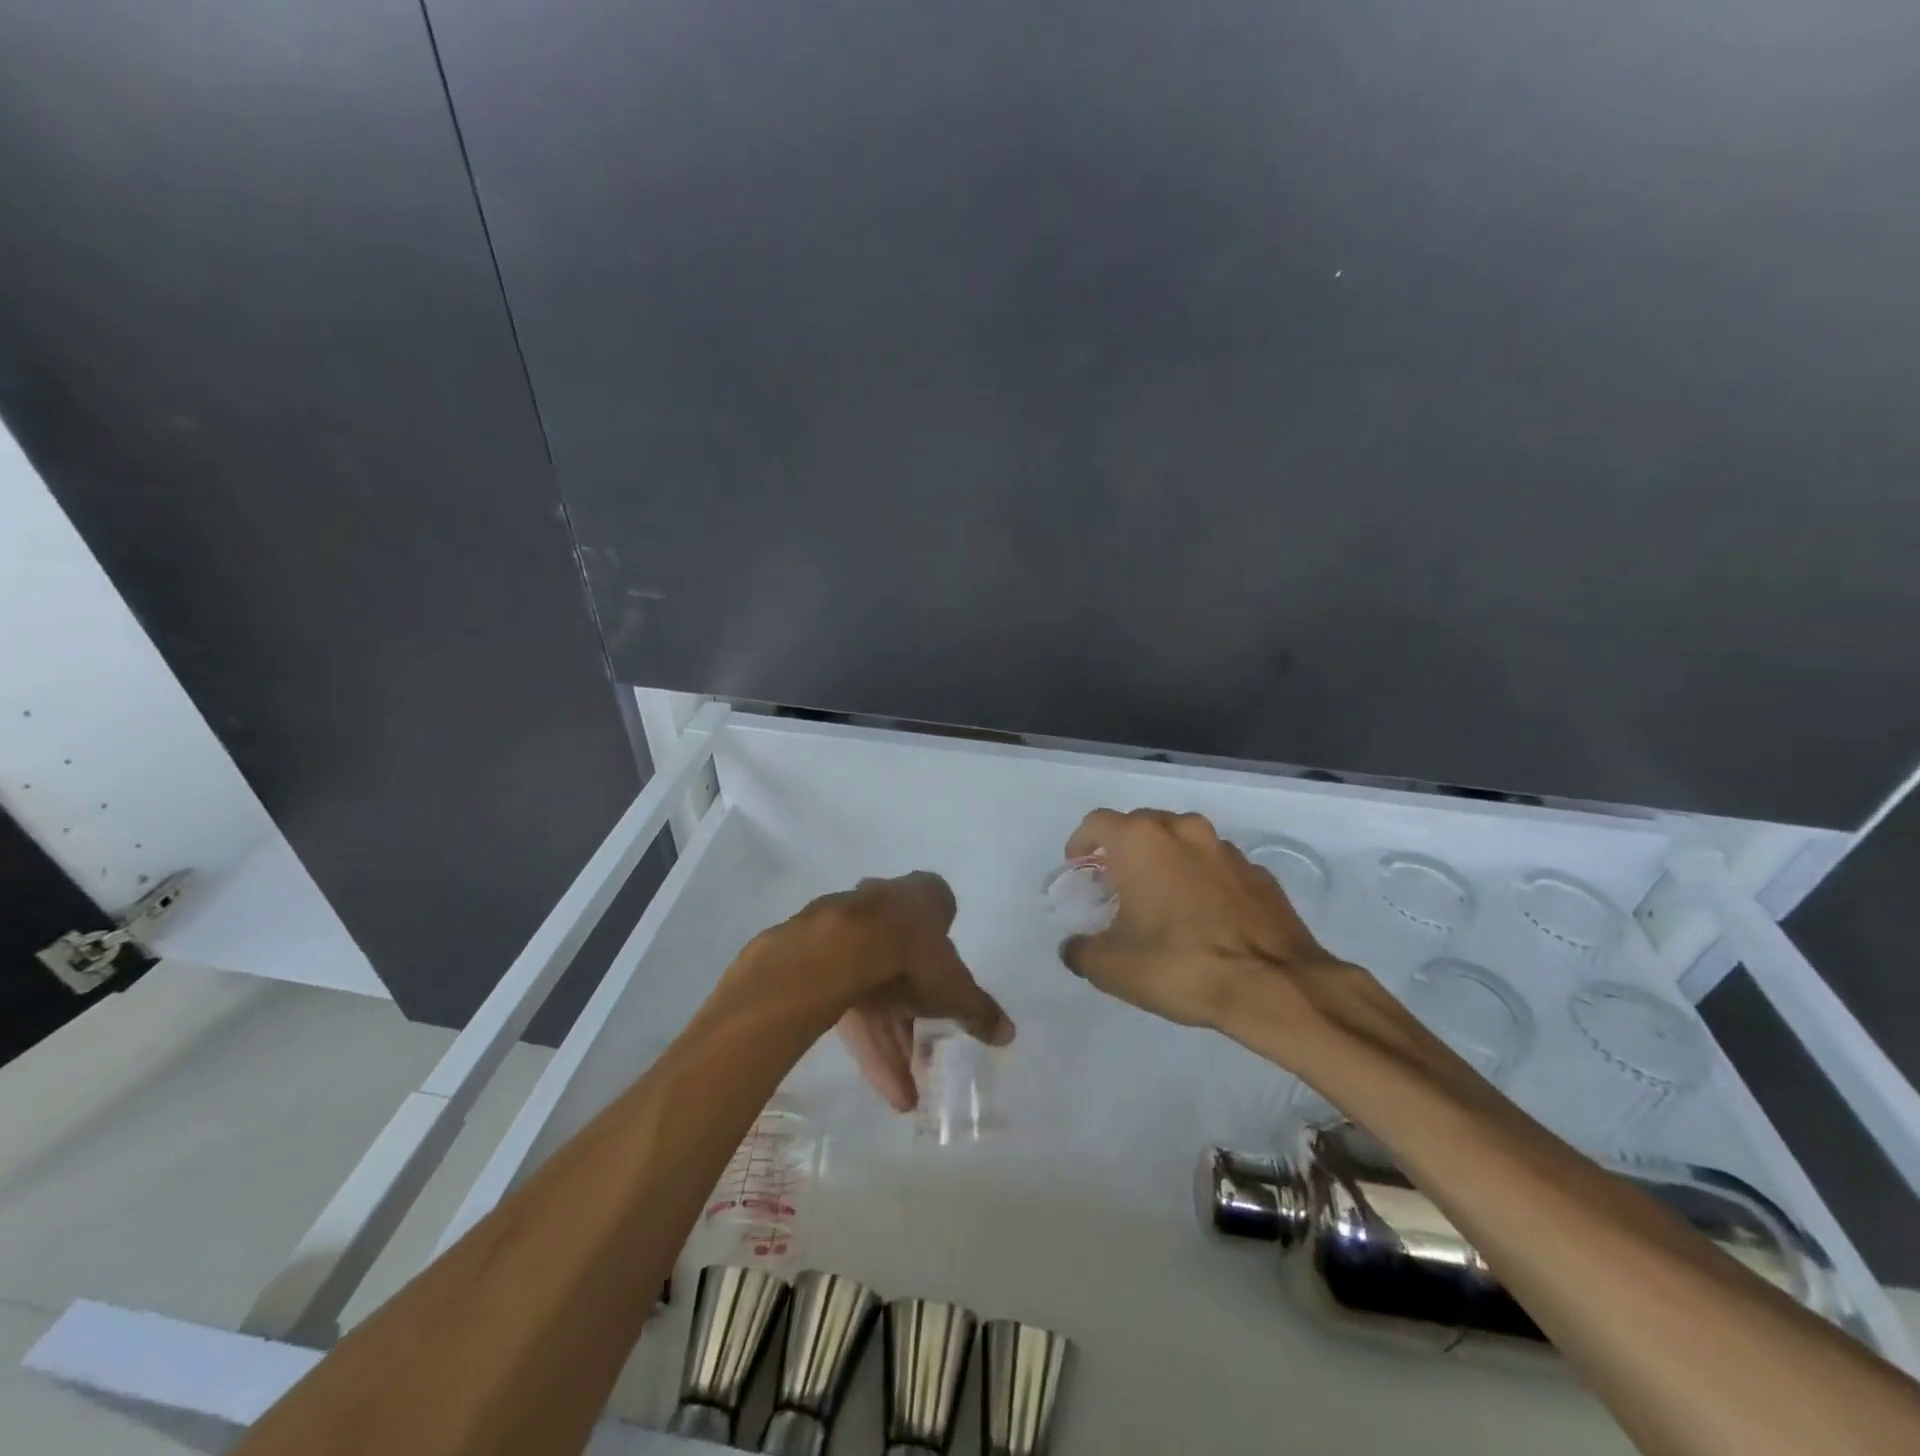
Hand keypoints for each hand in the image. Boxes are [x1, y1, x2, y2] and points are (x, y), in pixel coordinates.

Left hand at [779, 872, 1013, 1111]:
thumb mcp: (957, 988)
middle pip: (907, 967)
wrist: (846, 947)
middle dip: (917, 1019)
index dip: (945, 954)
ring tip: (907, 1098)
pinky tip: (885, 1088)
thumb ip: (980, 1011)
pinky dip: (870, 1046)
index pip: (940, 917)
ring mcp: (853, 935)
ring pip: (878, 996)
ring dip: (894, 1046)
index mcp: (925, 898)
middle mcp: (888, 907)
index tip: (949, 986)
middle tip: (928, 1059)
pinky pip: (854, 1009)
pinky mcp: (826, 965)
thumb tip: (1008, 1034)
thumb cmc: (915, 954)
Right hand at [1058, 808, 1350, 1033]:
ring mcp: (1226, 850)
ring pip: (1184, 841)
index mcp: (1141, 841)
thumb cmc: (1179, 964)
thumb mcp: (1111, 968)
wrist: (1273, 985)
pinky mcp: (1260, 874)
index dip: (1082, 841)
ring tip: (1162, 897)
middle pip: (1143, 824)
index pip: (1098, 822)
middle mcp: (1183, 831)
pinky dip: (1204, 880)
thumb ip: (1081, 951)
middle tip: (1117, 882)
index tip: (1078, 864)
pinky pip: (1218, 867)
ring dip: (1167, 860)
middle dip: (1125, 848)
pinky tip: (1204, 915)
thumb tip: (1074, 947)